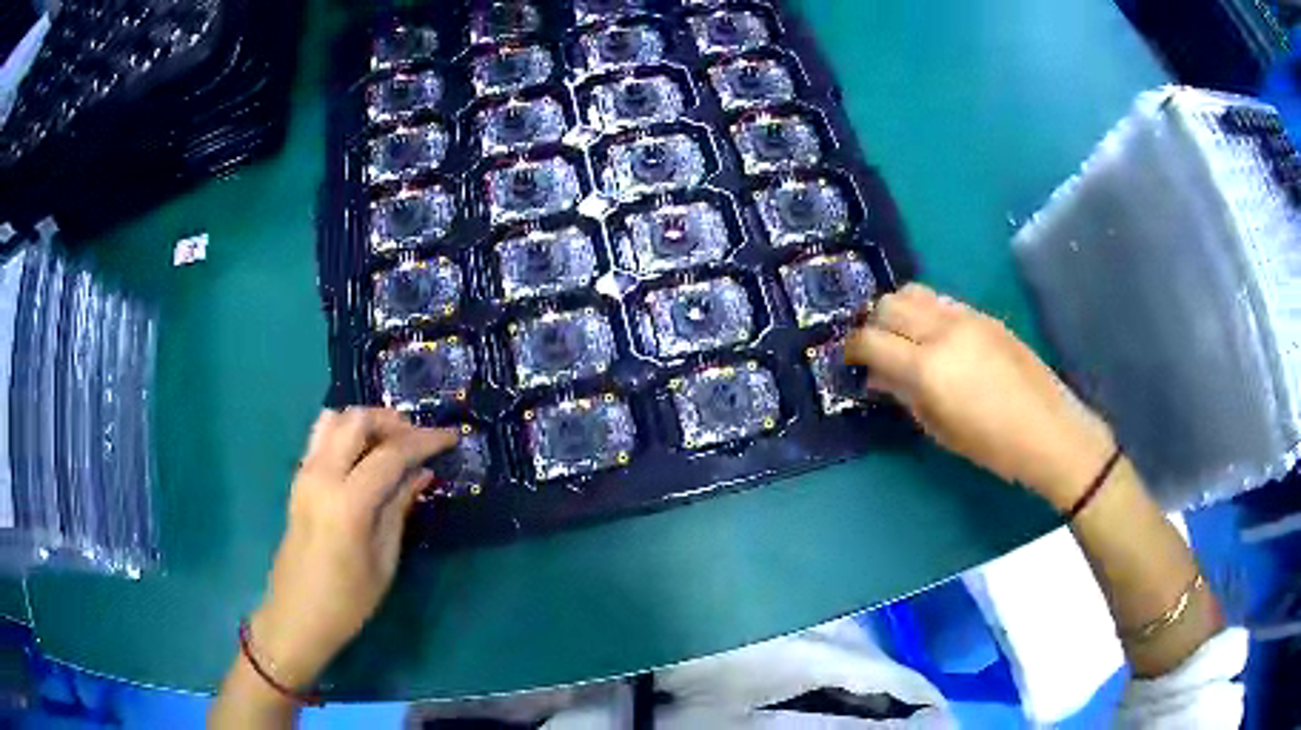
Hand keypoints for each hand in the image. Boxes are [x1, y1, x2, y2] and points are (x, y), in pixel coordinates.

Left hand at [248, 408, 456, 689]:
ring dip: (365, 422)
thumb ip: (399, 509)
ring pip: (334, 419)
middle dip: (392, 421)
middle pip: (356, 420)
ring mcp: (304, 473)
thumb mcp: (383, 561)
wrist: (296, 615)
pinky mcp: (298, 479)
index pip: (390, 454)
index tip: (451, 437)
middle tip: (418, 439)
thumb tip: (421, 473)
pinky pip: (321, 436)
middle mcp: (321, 476)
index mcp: (347, 503)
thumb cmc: (347, 601)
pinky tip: (364, 455)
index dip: (424, 441)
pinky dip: (346, 432)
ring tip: (391, 442)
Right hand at [845, 284, 1114, 509]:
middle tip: (876, 348)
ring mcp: (966, 317)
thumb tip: (879, 376)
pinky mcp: (983, 315)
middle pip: (888, 304)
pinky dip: (926, 311)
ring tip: (904, 336)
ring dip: (898, 309)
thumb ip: (905, 395)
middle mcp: (942, 330)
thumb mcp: (940, 429)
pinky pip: (941, 300)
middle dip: (873, 324)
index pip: (872, 340)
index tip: (850, 360)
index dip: (853, 348)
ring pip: (914, 292)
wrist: (1047, 429)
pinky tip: (935, 337)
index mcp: (928, 366)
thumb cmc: (992, 445)